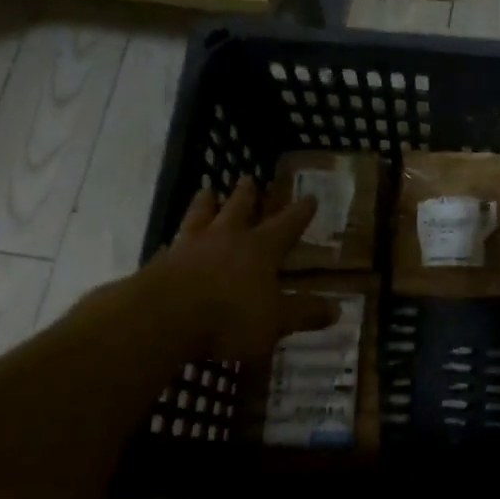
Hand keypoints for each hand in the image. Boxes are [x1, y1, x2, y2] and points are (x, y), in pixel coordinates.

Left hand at [87, 178, 336, 366]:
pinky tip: (172, 241)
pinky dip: (176, 239)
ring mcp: (190, 247)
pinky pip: (172, 243)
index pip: (286, 225)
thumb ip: (304, 313)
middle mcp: (226, 239)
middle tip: (247, 177)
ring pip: (200, 216)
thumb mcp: (276, 321)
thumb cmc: (229, 317)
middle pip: (238, 208)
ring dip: (206, 203)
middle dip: (246, 194)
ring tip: (206, 191)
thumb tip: (338, 310)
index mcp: (259, 249)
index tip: (310, 197)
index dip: (300, 213)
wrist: (162, 318)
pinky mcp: (161, 263)